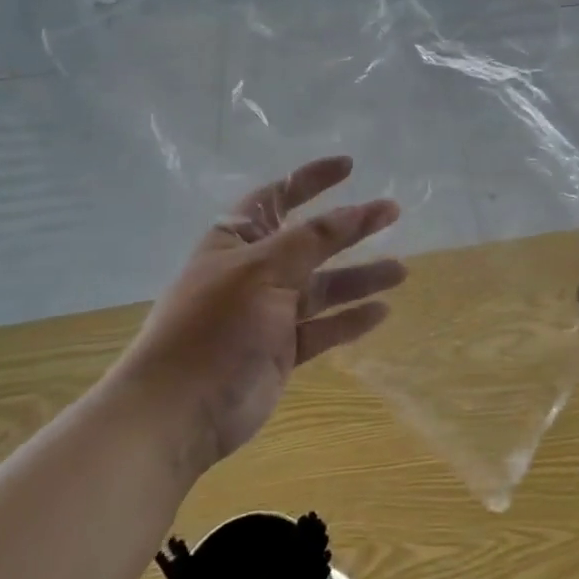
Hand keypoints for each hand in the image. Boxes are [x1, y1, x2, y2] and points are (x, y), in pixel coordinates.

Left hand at [130, 157, 403, 462]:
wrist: (177, 412)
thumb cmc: (215, 326)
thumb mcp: (263, 270)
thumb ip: (312, 240)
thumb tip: (353, 211)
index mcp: (238, 240)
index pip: (278, 196)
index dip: (312, 179)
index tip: (350, 166)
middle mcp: (256, 270)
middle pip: (312, 239)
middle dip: (351, 226)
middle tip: (392, 212)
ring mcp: (270, 312)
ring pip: (324, 286)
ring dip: (360, 277)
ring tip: (401, 271)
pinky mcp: (282, 350)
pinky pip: (324, 328)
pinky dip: (350, 320)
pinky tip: (381, 312)